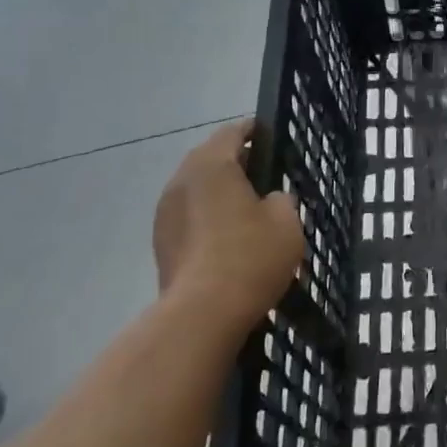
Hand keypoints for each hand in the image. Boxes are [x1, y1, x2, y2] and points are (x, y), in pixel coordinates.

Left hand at [152, 119, 304, 333]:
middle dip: (234, 162)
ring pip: (195, 188)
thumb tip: (269, 200)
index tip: (270, 138)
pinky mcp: (160, 243)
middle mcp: (182, 180)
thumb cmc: (250, 256)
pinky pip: (187, 216)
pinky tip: (226, 237)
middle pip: (209, 158)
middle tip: (262, 175)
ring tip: (244, 209)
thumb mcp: (286, 221)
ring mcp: (165, 213)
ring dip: (217, 191)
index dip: (253, 131)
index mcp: (212, 164)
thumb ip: (281, 199)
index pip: (232, 132)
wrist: (202, 315)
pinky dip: (205, 216)